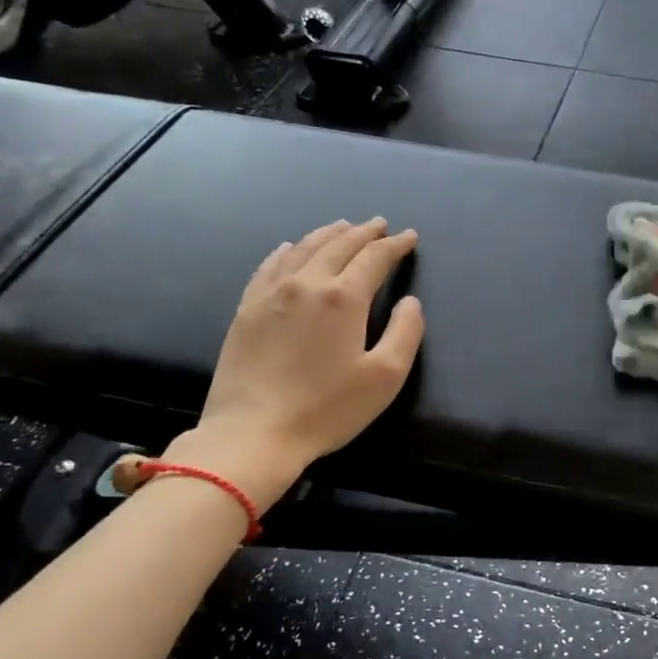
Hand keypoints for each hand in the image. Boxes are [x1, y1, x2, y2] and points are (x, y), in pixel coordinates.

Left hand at [144, 219, 423, 495]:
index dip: (395, 245)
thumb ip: (406, 332)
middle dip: (364, 232)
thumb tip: (410, 302)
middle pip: (339, 245)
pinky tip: (289, 248)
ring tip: (342, 227)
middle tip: (380, 225)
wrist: (253, 433)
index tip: (409, 237)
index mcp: (344, 298)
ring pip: (303, 249)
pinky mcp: (247, 309)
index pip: (375, 258)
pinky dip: (287, 251)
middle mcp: (307, 283)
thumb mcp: (385, 378)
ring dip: (328, 234)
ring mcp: (271, 294)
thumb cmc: (327, 409)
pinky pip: (269, 266)